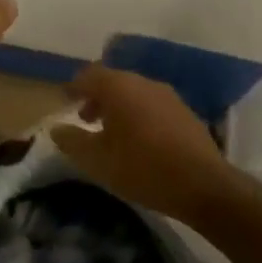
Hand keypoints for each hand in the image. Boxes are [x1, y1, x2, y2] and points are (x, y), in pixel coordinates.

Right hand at [52, 65, 228, 219]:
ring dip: (119, 106)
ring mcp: (168, 96)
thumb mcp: (97, 160)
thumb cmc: (142, 168)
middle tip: (86, 118)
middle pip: (113, 81)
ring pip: (134, 92)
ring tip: (112, 132)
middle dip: (96, 97)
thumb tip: (56, 128)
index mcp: (118, 87)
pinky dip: (139, 114)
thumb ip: (72, 141)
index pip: (89, 75)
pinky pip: (153, 105)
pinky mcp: (186, 113)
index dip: (74, 87)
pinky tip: (140, 140)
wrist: (205, 187)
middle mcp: (143, 82)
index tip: (65, 100)